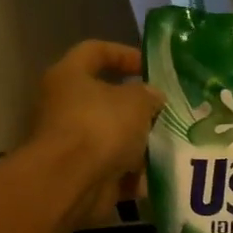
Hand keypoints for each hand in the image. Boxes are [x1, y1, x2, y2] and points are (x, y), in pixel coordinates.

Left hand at [25, 41, 162, 226]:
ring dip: (138, 142)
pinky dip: (133, 173)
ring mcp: (71, 142)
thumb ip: (148, 94)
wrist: (72, 182)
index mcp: (70, 76)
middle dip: (138, 107)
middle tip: (165, 111)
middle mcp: (65, 106)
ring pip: (112, 136)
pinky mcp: (81, 172)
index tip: (151, 68)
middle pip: (106, 99)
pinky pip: (113, 167)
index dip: (125, 54)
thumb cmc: (101, 127)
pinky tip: (156, 175)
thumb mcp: (136, 102)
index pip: (96, 50)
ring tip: (167, 145)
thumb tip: (152, 97)